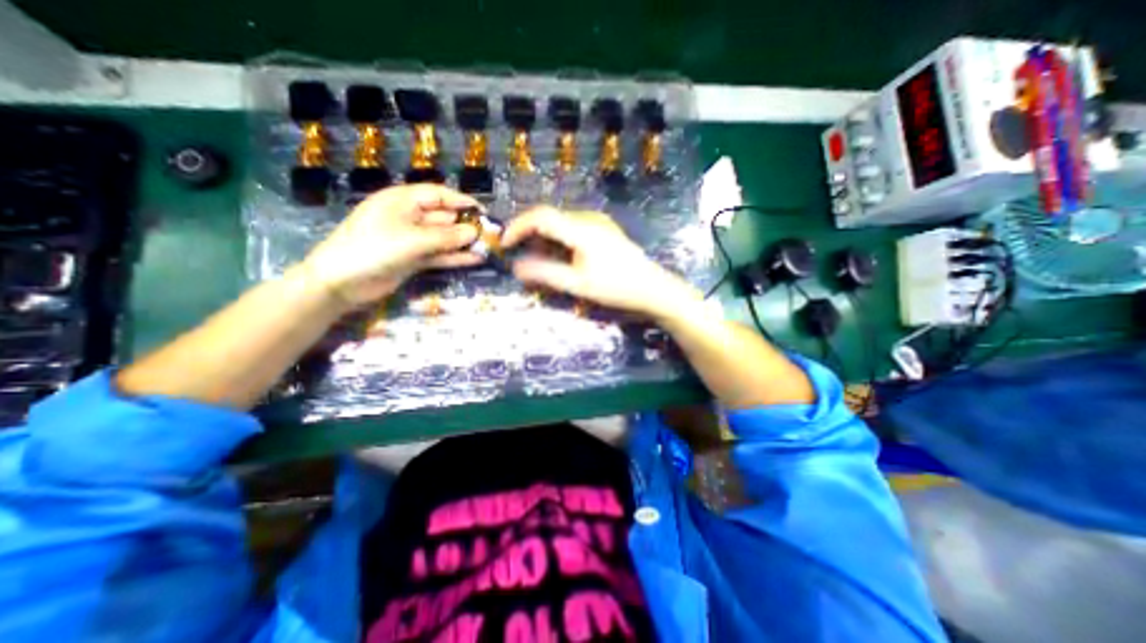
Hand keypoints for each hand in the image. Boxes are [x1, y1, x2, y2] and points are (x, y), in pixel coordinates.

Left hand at [299, 182, 478, 308]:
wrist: (342, 282)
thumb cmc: (372, 249)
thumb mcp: (412, 240)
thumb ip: (446, 237)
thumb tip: (475, 232)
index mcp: (402, 200)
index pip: (438, 195)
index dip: (461, 201)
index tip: (484, 212)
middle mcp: (409, 217)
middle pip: (443, 217)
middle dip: (466, 225)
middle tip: (490, 235)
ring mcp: (411, 239)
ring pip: (443, 238)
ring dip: (463, 243)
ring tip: (488, 248)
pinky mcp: (413, 258)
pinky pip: (439, 254)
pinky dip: (455, 257)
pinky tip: (475, 260)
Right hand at [505, 206, 701, 319]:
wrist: (653, 289)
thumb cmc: (616, 288)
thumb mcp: (577, 284)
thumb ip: (545, 274)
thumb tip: (516, 269)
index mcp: (581, 228)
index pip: (540, 216)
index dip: (517, 227)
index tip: (504, 244)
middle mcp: (588, 218)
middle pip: (550, 217)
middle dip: (530, 234)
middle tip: (519, 256)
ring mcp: (599, 222)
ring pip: (561, 223)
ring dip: (544, 238)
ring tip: (538, 260)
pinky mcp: (604, 229)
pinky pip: (574, 228)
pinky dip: (559, 239)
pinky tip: (561, 256)